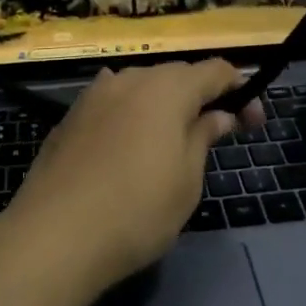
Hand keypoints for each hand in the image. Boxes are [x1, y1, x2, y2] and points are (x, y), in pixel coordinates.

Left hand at [5, 61, 264, 294]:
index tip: (252, 123)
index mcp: (168, 89)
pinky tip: (128, 135)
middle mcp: (130, 79)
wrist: (54, 235)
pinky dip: (131, 112)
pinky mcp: (70, 117)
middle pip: (177, 75)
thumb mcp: (187, 180)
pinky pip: (112, 102)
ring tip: (171, 138)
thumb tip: (217, 115)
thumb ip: (203, 137)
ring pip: (141, 86)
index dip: (240, 90)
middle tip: (217, 131)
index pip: (215, 70)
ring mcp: (95, 95)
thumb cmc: (137, 210)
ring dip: (164, 103)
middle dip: (201, 96)